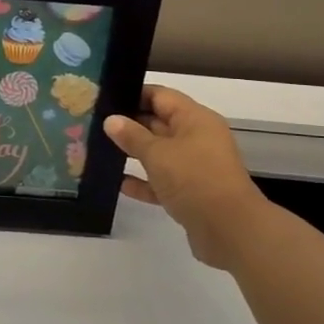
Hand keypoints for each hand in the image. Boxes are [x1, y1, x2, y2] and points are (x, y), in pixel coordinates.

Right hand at [104, 85, 268, 269]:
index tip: (103, 98)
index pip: (161, 96)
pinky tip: (118, 183)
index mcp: (195, 119)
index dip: (133, 94)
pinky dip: (144, 181)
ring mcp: (195, 167)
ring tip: (99, 150)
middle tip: (94, 124)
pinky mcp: (191, 193)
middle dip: (130, 124)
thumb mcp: (158, 153)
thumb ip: (132, 135)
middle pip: (159, 123)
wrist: (229, 229)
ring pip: (160, 153)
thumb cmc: (194, 179)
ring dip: (134, 153)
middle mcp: (197, 138)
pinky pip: (162, 181)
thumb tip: (112, 120)